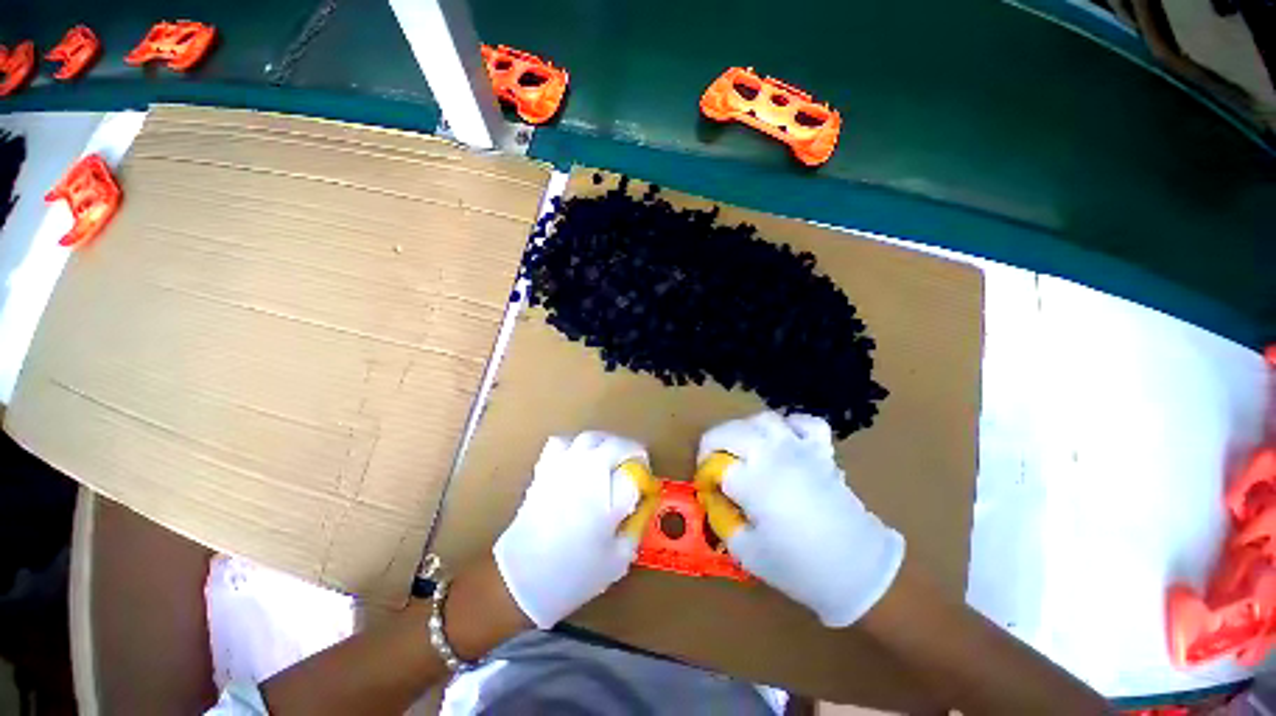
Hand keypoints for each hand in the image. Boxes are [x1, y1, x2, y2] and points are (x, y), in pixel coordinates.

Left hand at [494, 432, 647, 627]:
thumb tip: (641, 507)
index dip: (644, 478)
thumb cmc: (574, 574)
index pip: (635, 473)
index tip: (645, 487)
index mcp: (608, 496)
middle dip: (629, 452)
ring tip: (608, 457)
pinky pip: (561, 443)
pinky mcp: (544, 468)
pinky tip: (576, 460)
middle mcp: (587, 472)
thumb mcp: (617, 560)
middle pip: (616, 445)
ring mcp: (563, 466)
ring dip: (605, 444)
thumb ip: (634, 528)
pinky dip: (574, 445)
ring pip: (590, 437)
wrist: (521, 578)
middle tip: (632, 466)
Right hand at [698, 411, 904, 626]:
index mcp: (753, 482)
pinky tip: (784, 438)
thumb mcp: (747, 552)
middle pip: (730, 431)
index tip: (706, 488)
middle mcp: (773, 455)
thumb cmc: (799, 566)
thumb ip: (723, 520)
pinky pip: (806, 423)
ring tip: (743, 448)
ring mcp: (799, 449)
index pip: (715, 466)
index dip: (705, 476)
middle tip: (712, 462)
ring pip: (763, 420)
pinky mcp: (821, 451)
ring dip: (745, 430)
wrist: (858, 569)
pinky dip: (791, 425)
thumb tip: (713, 498)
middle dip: (712, 443)